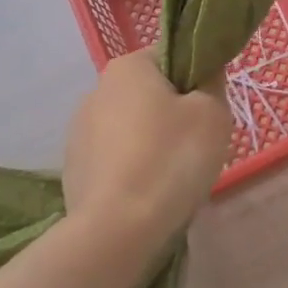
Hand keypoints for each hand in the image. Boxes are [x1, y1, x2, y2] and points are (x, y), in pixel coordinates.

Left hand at [62, 50, 232, 243]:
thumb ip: (213, 83)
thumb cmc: (171, 159)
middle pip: (150, 94)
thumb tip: (205, 74)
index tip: (209, 111)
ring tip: (171, 178)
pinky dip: (133, 170)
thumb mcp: (213, 114)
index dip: (196, 80)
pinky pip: (116, 159)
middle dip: (174, 115)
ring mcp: (79, 131)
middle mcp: (97, 90)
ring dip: (153, 144)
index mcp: (128, 67)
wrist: (116, 230)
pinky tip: (147, 195)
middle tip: (197, 147)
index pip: (171, 57)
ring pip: (132, 128)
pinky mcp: (74, 167)